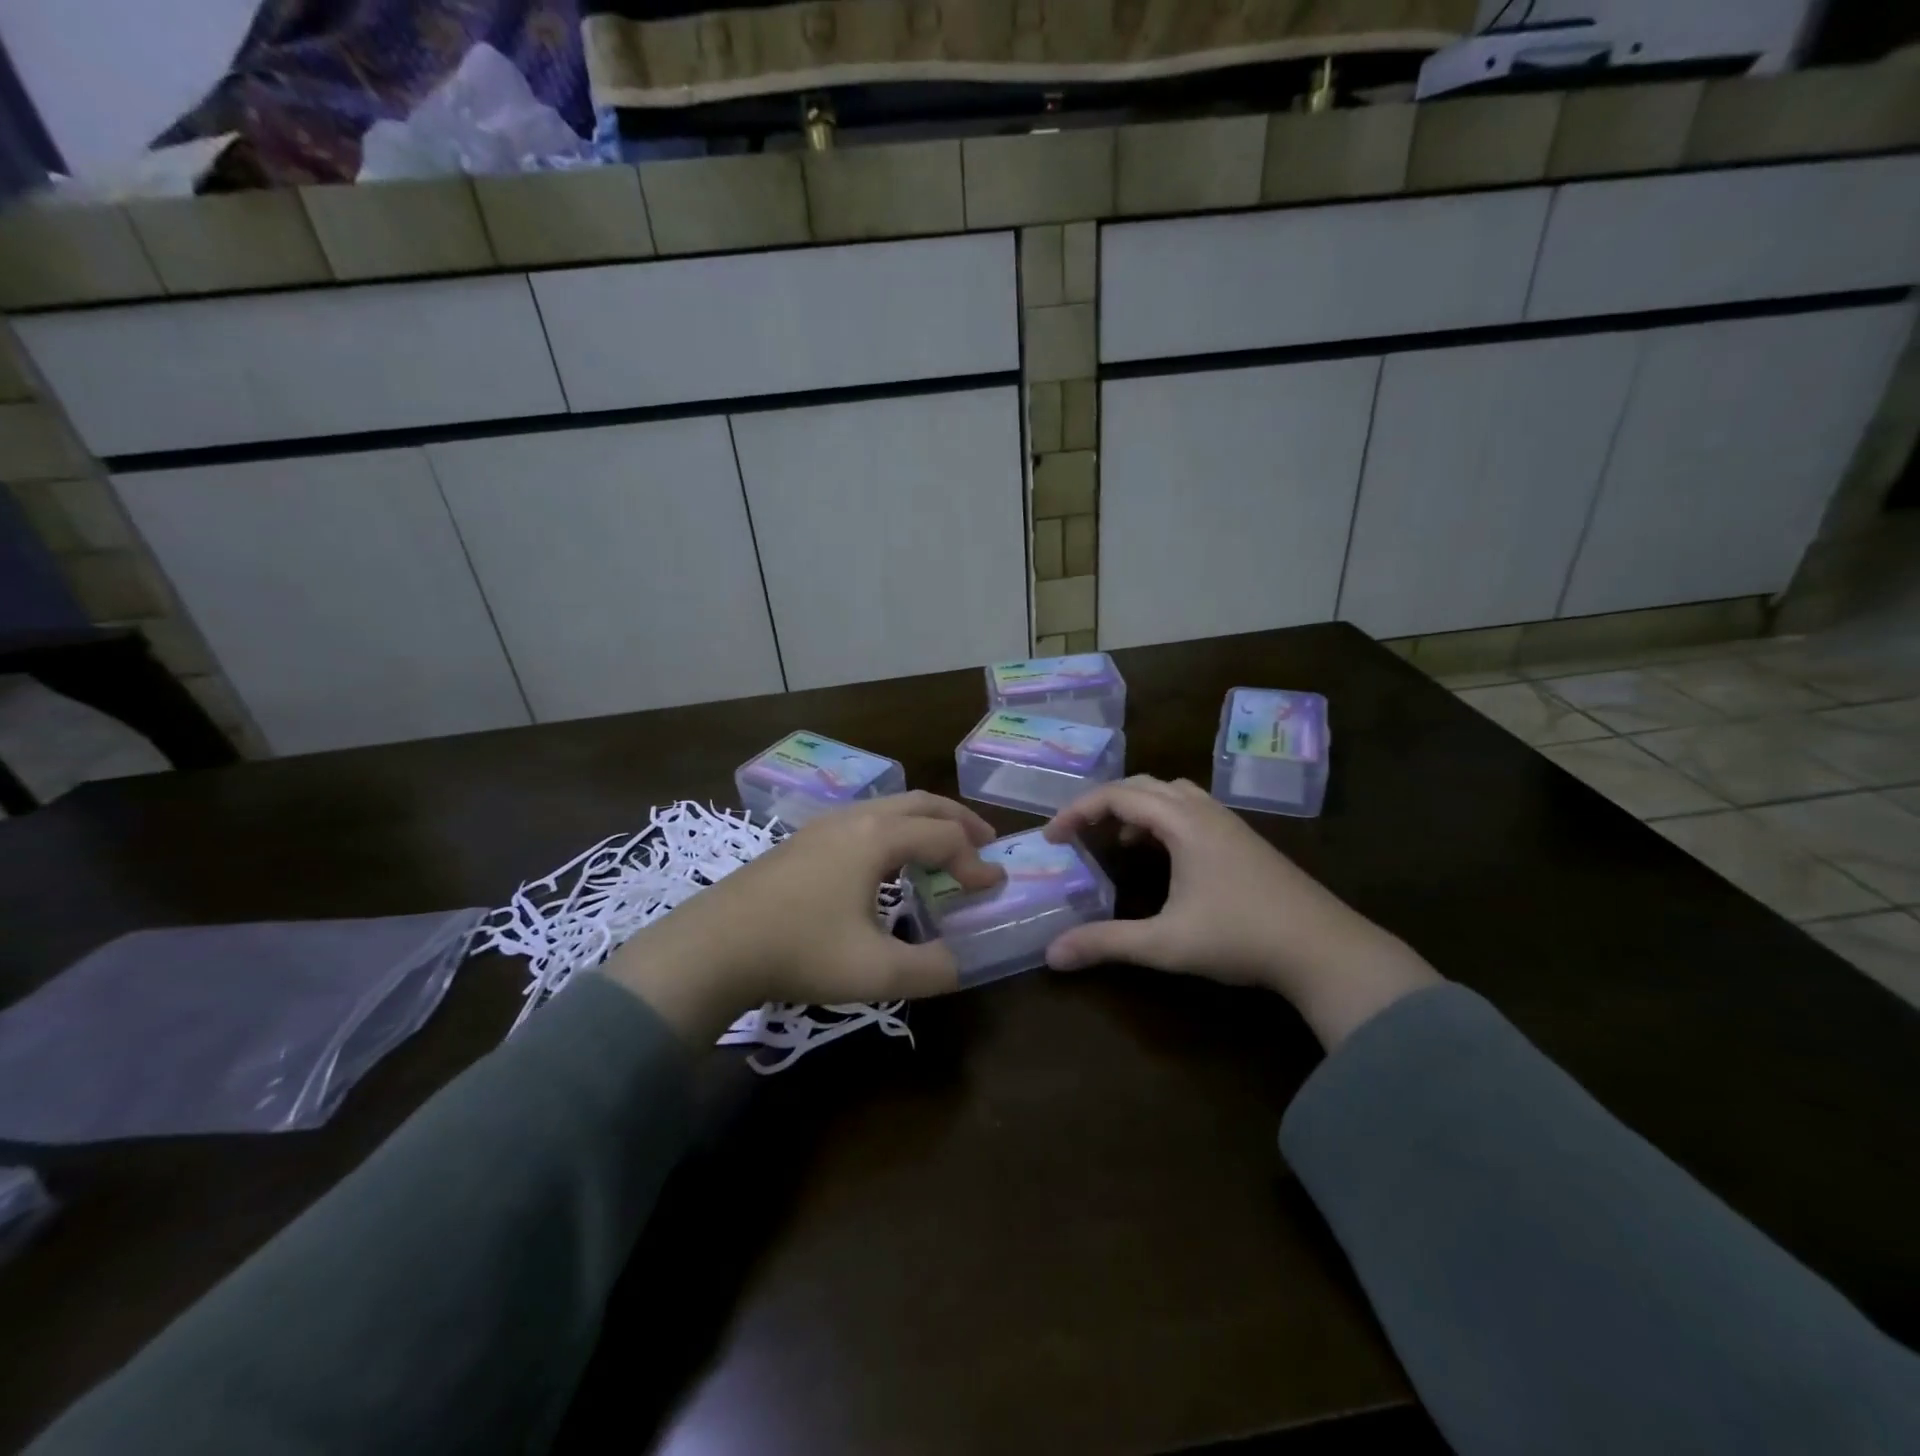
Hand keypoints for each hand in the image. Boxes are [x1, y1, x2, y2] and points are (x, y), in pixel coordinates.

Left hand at [607, 793, 1003, 1044]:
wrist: (713, 946)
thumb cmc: (799, 951)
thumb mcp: (875, 972)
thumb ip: (932, 969)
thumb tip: (962, 963)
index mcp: (876, 838)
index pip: (944, 837)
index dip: (975, 862)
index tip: (993, 890)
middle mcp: (854, 818)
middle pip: (921, 804)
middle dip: (960, 821)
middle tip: (986, 844)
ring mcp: (824, 825)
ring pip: (890, 808)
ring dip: (925, 824)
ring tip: (943, 853)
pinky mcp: (803, 841)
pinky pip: (866, 821)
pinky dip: (896, 832)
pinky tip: (889, 866)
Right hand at [1042, 777, 1439, 1047]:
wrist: (1325, 949)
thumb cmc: (1241, 937)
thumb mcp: (1166, 943)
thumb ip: (1106, 943)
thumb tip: (1052, 954)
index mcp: (1182, 822)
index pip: (1117, 796)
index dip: (1078, 811)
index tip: (1052, 837)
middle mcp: (1204, 811)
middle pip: (1143, 786)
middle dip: (1104, 804)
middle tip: (1079, 834)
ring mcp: (1229, 824)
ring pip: (1171, 795)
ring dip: (1137, 808)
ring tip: (1118, 840)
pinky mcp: (1244, 840)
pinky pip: (1191, 810)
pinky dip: (1163, 820)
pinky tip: (1164, 856)